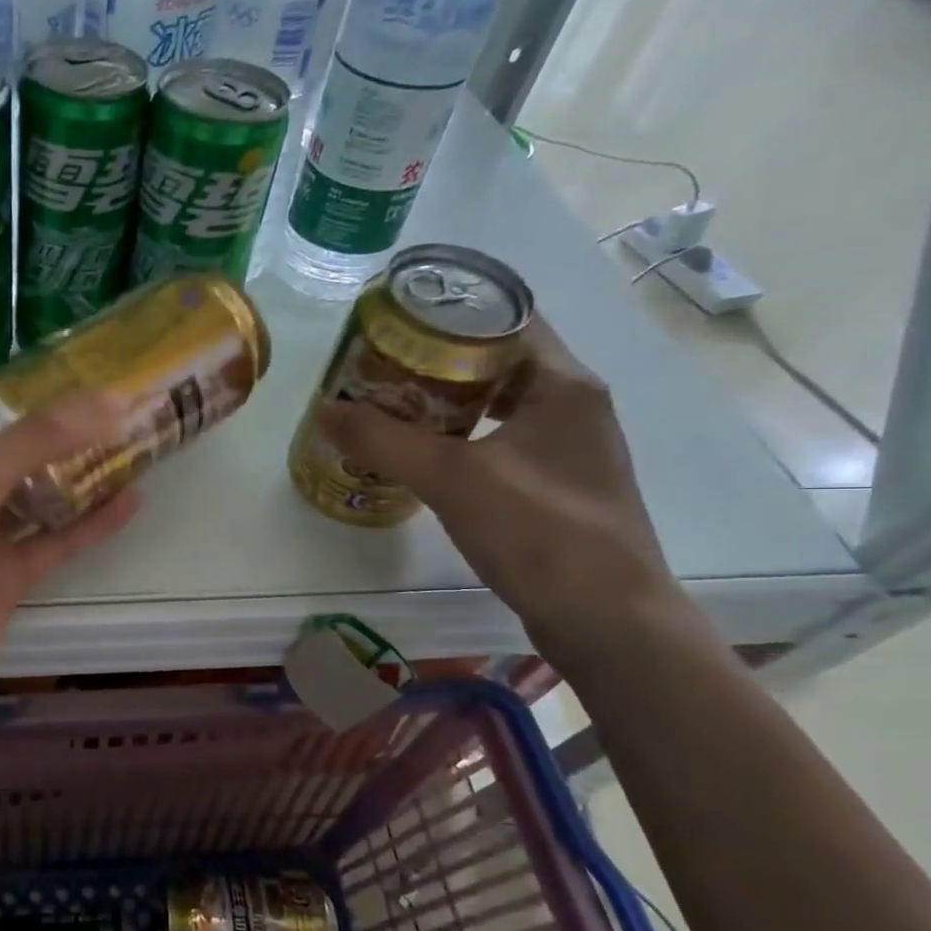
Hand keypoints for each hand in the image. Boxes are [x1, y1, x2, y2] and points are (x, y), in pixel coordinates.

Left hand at [0, 392, 139, 760]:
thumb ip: (34, 440)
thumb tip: (106, 398)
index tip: (14, 396)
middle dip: (34, 439)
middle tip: (92, 415)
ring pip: (21, 503)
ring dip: (66, 479)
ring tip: (122, 449)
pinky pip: (44, 546)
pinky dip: (83, 527)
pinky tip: (129, 503)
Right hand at [317, 319, 679, 656]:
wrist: (606, 619)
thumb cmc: (538, 532)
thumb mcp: (451, 478)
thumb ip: (384, 440)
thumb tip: (325, 410)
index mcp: (563, 384)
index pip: (506, 317)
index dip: (450, 311)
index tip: (395, 322)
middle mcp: (573, 405)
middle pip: (497, 361)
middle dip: (436, 360)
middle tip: (378, 367)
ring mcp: (569, 448)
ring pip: (498, 405)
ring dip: (446, 403)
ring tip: (390, 407)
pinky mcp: (557, 486)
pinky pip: (500, 441)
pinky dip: (461, 439)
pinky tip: (424, 458)